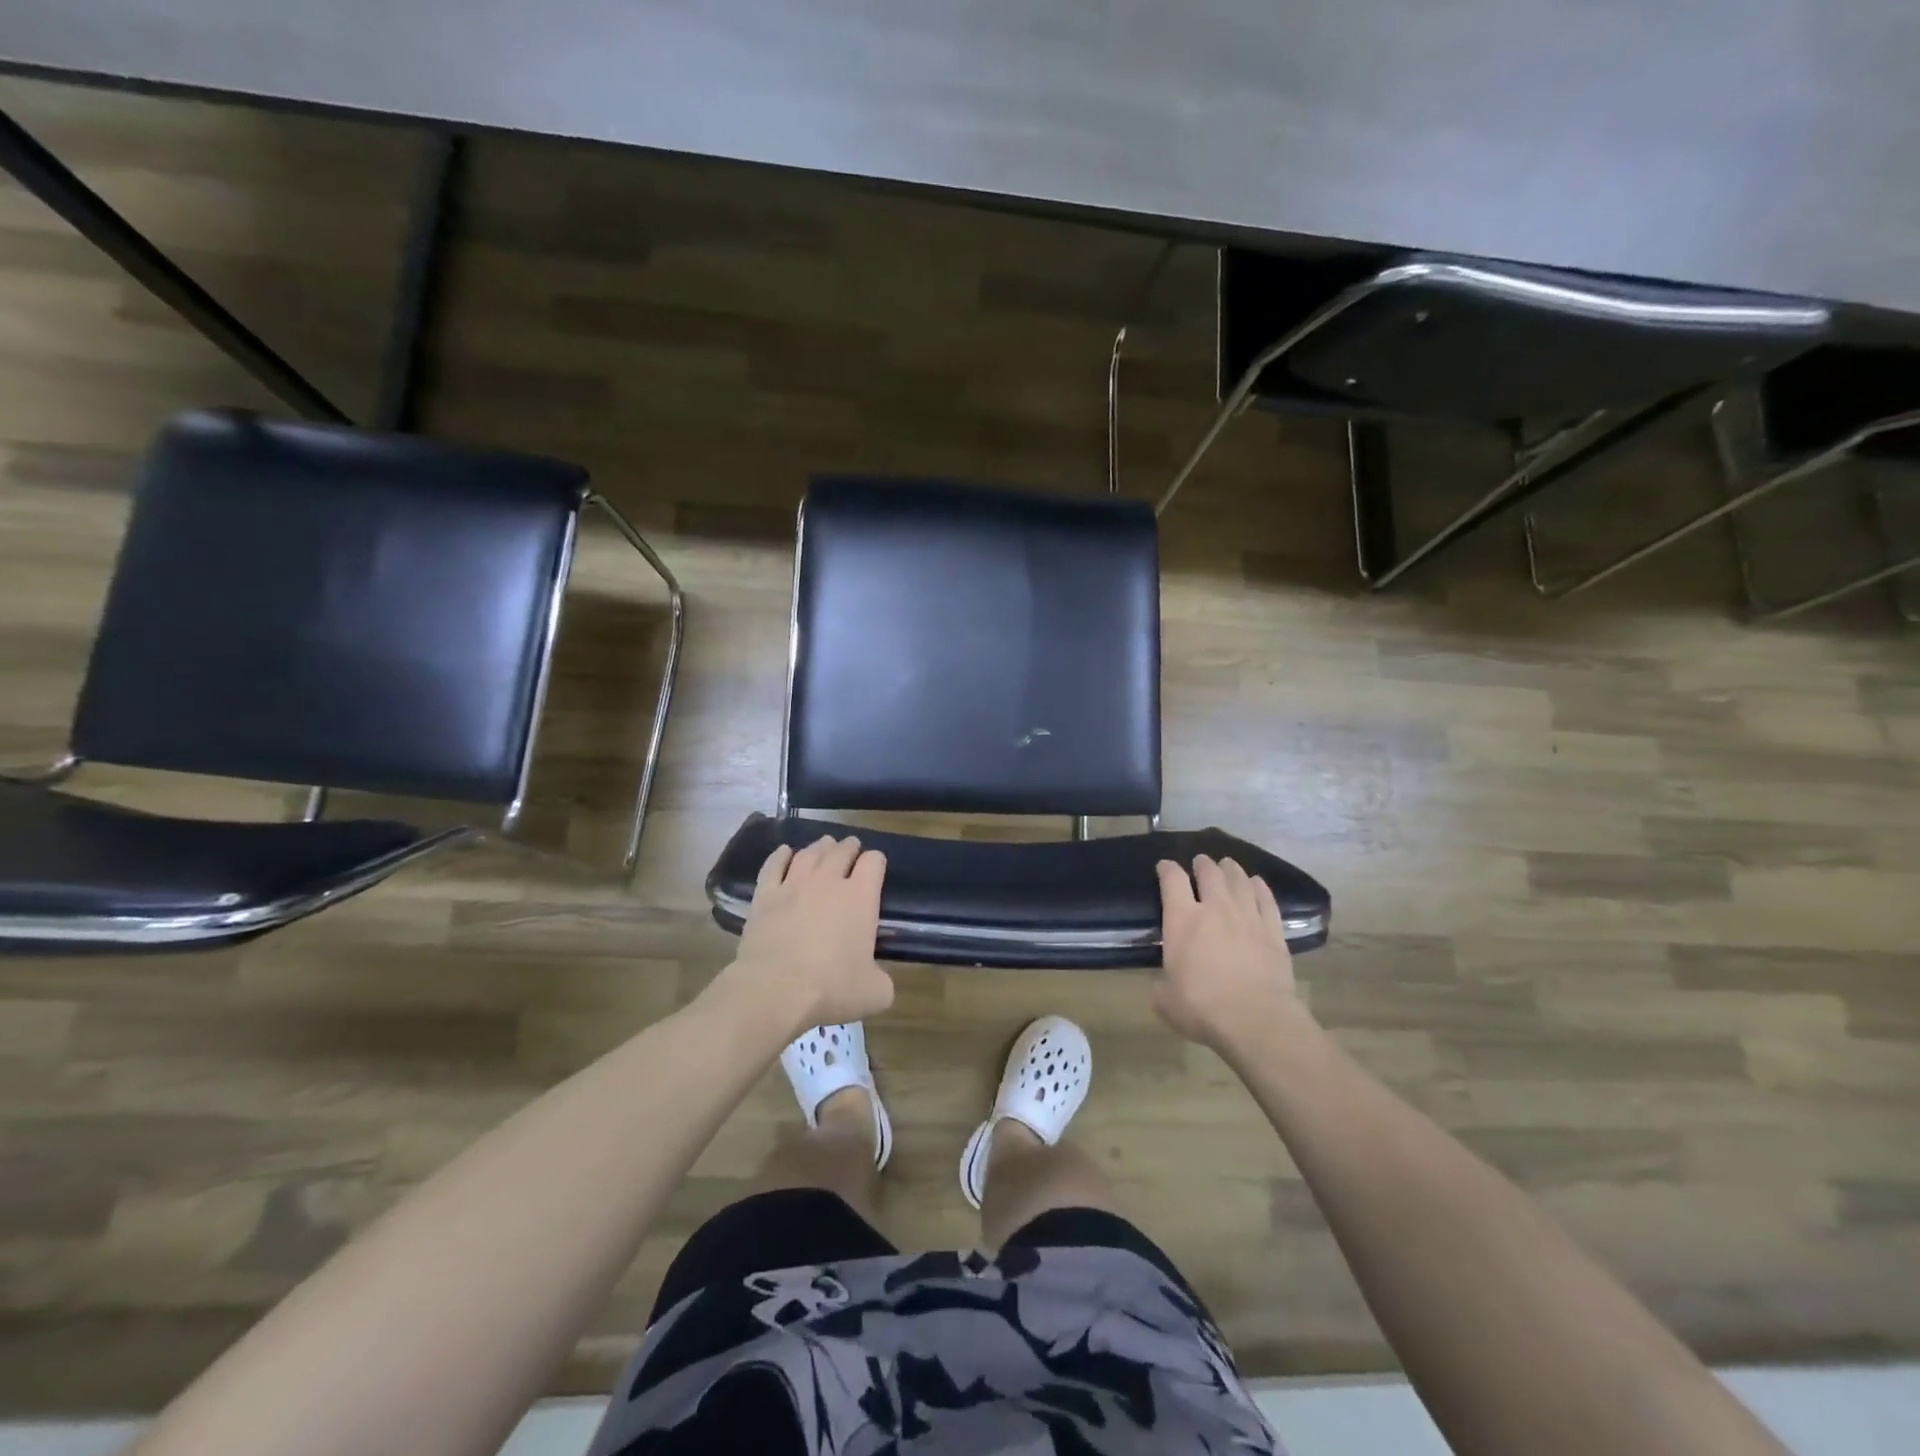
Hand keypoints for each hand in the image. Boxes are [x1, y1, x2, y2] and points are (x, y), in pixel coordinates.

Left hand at [729, 836, 894, 1030]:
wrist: (775, 990)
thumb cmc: (831, 989)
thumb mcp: (875, 993)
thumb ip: (882, 979)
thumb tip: (877, 979)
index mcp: (861, 897)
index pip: (874, 862)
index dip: (876, 861)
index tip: (876, 866)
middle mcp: (828, 882)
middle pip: (841, 851)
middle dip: (849, 847)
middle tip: (851, 847)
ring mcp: (793, 885)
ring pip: (810, 854)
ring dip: (820, 847)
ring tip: (824, 845)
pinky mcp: (765, 896)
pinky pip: (773, 865)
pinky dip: (781, 855)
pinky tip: (784, 852)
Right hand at [1154, 854, 1302, 1049]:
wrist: (1255, 1020)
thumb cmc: (1202, 1008)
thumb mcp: (1165, 1000)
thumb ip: (1161, 984)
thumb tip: (1163, 982)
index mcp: (1182, 920)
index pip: (1172, 880)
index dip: (1167, 868)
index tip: (1164, 866)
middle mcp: (1215, 908)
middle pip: (1209, 872)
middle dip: (1202, 864)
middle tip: (1200, 862)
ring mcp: (1247, 917)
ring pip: (1239, 880)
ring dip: (1231, 869)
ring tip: (1227, 865)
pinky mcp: (1273, 931)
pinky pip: (1266, 899)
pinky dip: (1260, 887)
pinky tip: (1257, 883)